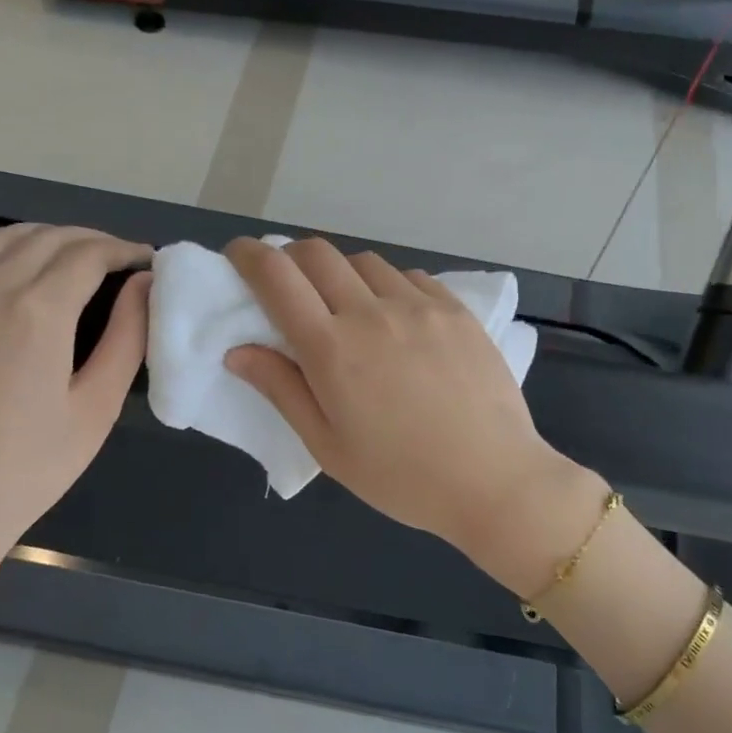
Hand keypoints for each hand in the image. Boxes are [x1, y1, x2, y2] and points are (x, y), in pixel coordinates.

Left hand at [0, 217, 151, 571]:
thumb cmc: (31, 466)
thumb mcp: (96, 406)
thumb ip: (126, 337)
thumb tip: (143, 285)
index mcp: (40, 312)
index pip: (89, 255)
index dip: (124, 250)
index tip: (149, 262)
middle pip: (48, 240)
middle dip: (92, 240)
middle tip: (122, 260)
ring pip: (0, 242)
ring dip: (42, 235)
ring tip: (73, 250)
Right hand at [223, 237, 583, 559]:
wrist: (493, 479)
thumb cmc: (402, 476)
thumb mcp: (328, 447)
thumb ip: (282, 390)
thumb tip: (238, 351)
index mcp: (332, 349)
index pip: (277, 277)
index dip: (249, 256)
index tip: (239, 256)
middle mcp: (372, 312)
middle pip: (318, 253)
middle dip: (290, 257)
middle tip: (288, 286)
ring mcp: (420, 306)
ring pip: (365, 262)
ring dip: (340, 272)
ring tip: (345, 306)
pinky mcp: (456, 310)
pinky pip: (410, 277)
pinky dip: (387, 285)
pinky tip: (395, 317)